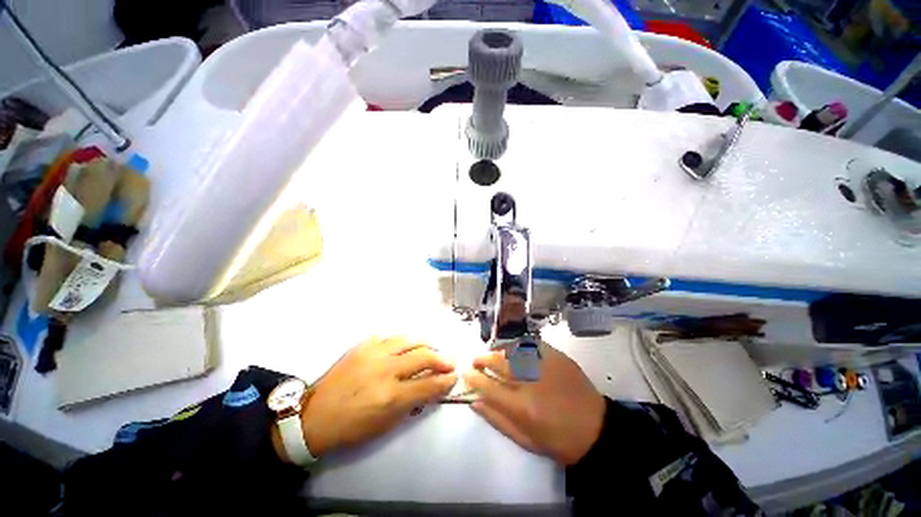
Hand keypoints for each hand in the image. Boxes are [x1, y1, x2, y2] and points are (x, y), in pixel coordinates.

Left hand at [274, 337, 456, 461]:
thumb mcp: (385, 424)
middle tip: (450, 361)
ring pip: (409, 340)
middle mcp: (385, 370)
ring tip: (431, 349)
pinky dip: (402, 341)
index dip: (445, 381)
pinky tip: (405, 346)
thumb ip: (411, 403)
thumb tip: (431, 388)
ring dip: (424, 345)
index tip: (454, 377)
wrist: (314, 416)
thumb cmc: (351, 428)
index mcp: (390, 396)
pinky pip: (389, 337)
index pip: (428, 385)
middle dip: (442, 359)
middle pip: (423, 357)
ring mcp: (373, 354)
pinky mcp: (362, 346)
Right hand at [463, 343, 604, 465]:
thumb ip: (497, 419)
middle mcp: (532, 382)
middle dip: (482, 359)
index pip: (488, 387)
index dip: (473, 378)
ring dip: (499, 352)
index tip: (466, 372)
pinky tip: (515, 351)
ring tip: (494, 356)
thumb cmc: (558, 440)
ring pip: (513, 350)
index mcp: (523, 407)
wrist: (596, 429)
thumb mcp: (525, 439)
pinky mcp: (557, 356)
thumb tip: (474, 402)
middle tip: (476, 359)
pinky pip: (531, 345)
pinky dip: (519, 347)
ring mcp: (546, 365)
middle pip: (499, 363)